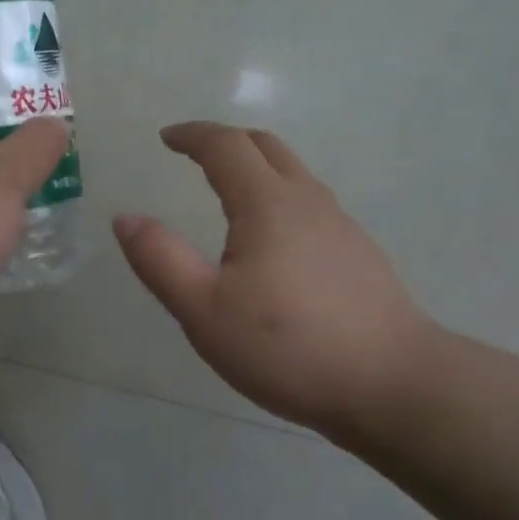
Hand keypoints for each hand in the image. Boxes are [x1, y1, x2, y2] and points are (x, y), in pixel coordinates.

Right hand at [113, 123, 435, 441]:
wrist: (393, 384)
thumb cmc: (288, 347)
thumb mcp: (204, 311)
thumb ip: (160, 260)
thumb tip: (125, 218)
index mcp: (268, 204)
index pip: (226, 146)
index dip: (192, 135)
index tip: (167, 138)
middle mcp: (308, 201)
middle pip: (266, 147)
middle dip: (225, 142)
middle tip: (194, 155)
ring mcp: (341, 226)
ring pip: (294, 175)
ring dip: (256, 168)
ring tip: (227, 194)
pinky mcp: (359, 254)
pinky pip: (310, 205)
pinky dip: (279, 198)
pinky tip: (273, 242)